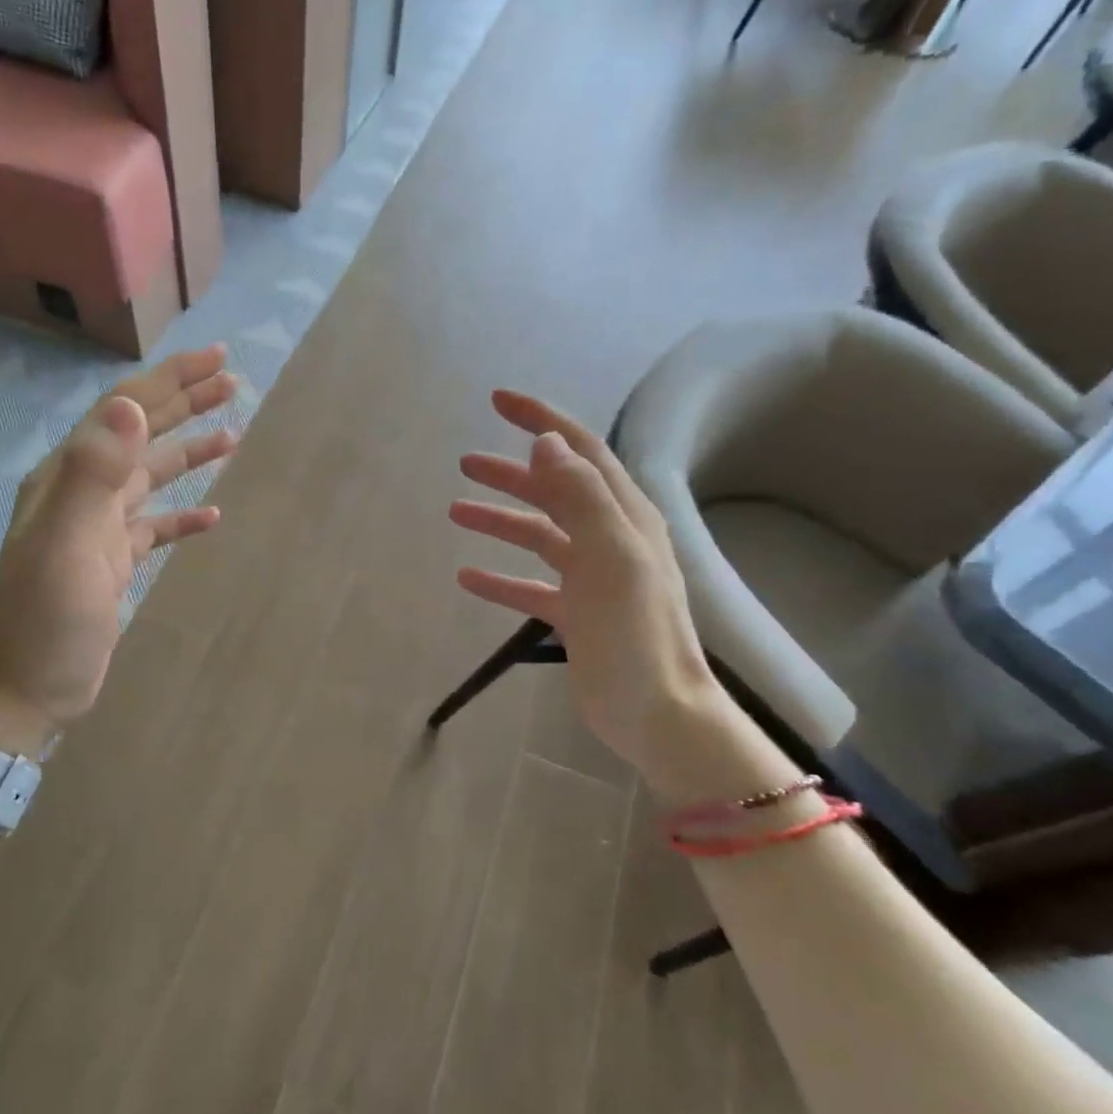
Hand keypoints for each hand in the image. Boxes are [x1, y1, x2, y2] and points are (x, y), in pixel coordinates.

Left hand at [0, 346, 238, 751]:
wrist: (27, 687)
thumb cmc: (47, 619)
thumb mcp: (69, 543)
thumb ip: (97, 472)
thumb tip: (131, 404)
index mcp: (69, 475)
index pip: (125, 410)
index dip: (171, 381)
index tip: (218, 360)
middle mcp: (83, 491)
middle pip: (141, 434)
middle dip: (185, 404)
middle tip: (233, 383)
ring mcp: (98, 527)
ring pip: (151, 476)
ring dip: (189, 452)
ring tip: (233, 435)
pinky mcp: (113, 561)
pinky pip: (155, 525)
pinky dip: (182, 515)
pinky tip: (211, 514)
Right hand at [450, 390, 726, 779]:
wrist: (656, 711)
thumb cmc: (636, 632)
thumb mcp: (611, 555)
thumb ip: (579, 495)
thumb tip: (546, 441)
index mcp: (624, 516)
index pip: (580, 451)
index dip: (542, 421)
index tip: (499, 402)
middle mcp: (610, 538)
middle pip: (554, 490)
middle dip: (511, 473)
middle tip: (465, 463)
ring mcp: (592, 578)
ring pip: (538, 535)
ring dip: (500, 520)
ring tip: (456, 510)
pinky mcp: (576, 614)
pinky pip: (530, 586)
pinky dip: (501, 578)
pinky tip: (468, 577)